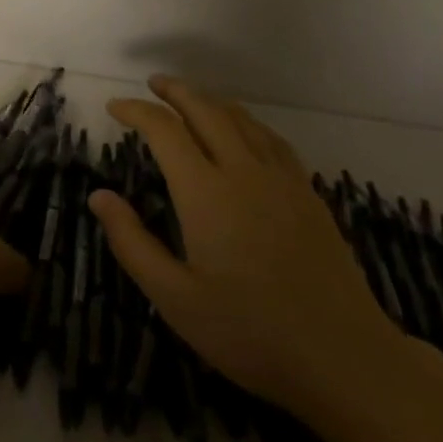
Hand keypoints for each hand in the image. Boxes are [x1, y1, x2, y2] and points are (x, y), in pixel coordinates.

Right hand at [89, 77, 407, 421]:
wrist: (344, 357)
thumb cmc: (250, 333)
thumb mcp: (175, 300)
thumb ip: (132, 243)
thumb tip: (98, 195)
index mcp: (204, 192)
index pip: (164, 130)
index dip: (136, 111)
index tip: (115, 107)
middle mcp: (241, 170)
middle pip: (204, 109)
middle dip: (175, 91)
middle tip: (152, 83)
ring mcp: (280, 178)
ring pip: (240, 118)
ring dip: (209, 99)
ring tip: (190, 97)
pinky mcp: (307, 192)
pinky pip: (270, 138)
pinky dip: (246, 121)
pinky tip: (243, 129)